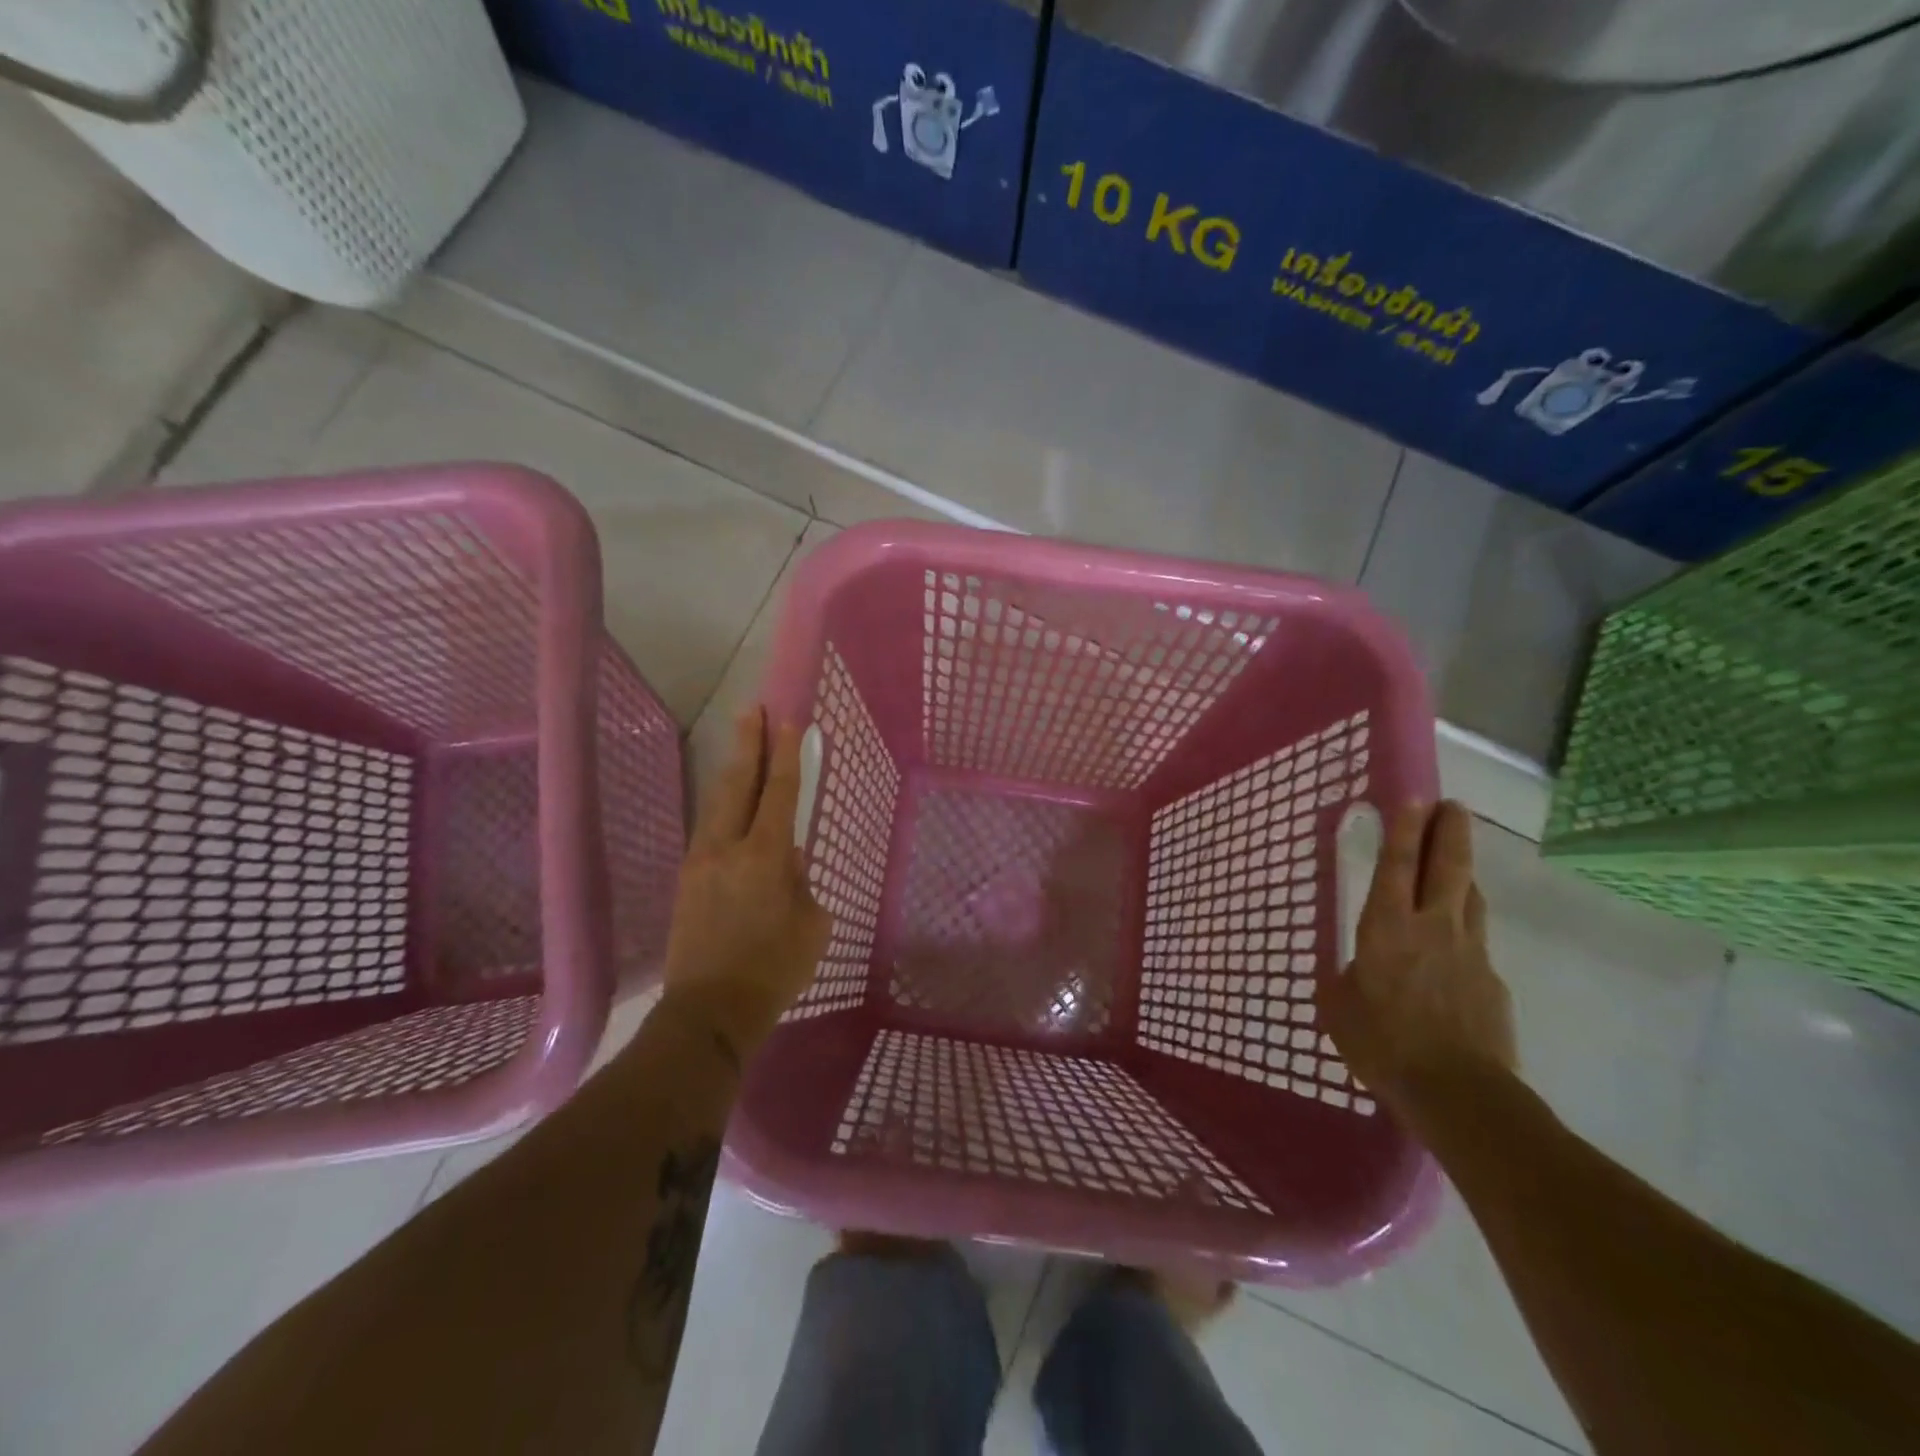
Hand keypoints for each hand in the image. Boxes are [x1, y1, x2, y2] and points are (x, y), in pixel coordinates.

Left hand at [661, 709, 831, 1061]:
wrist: (710, 1011)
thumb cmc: (775, 970)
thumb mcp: (811, 925)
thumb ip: (801, 883)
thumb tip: (787, 860)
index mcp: (764, 856)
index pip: (780, 793)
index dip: (786, 755)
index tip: (788, 721)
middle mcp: (727, 848)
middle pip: (738, 784)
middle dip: (748, 745)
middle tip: (753, 710)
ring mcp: (701, 862)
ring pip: (717, 804)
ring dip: (732, 772)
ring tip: (740, 747)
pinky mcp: (686, 880)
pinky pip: (708, 831)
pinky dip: (723, 809)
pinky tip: (731, 808)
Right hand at [1317, 801, 1515, 1127]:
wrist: (1458, 1093)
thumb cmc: (1382, 1042)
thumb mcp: (1339, 1006)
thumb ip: (1344, 978)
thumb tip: (1352, 970)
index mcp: (1387, 927)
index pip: (1398, 866)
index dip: (1406, 830)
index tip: (1416, 798)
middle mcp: (1433, 928)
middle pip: (1449, 868)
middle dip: (1450, 832)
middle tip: (1453, 805)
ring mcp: (1471, 953)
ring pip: (1471, 898)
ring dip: (1463, 873)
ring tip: (1456, 861)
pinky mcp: (1492, 982)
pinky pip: (1477, 944)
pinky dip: (1465, 931)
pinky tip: (1454, 950)